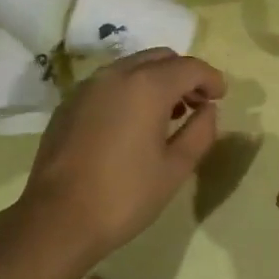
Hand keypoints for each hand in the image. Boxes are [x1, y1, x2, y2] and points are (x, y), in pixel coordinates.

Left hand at [13, 48, 225, 268]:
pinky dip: (129, 90)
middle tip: (196, 104)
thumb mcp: (176, 168)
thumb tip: (208, 110)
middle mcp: (116, 74)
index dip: (211, 79)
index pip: (190, 67)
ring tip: (167, 114)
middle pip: (160, 58)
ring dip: (156, 80)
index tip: (221, 97)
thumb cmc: (125, 195)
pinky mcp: (68, 103)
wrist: (57, 219)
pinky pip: (108, 83)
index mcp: (147, 86)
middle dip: (184, 75)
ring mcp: (87, 86)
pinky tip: (132, 123)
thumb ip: (200, 132)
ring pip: (132, 66)